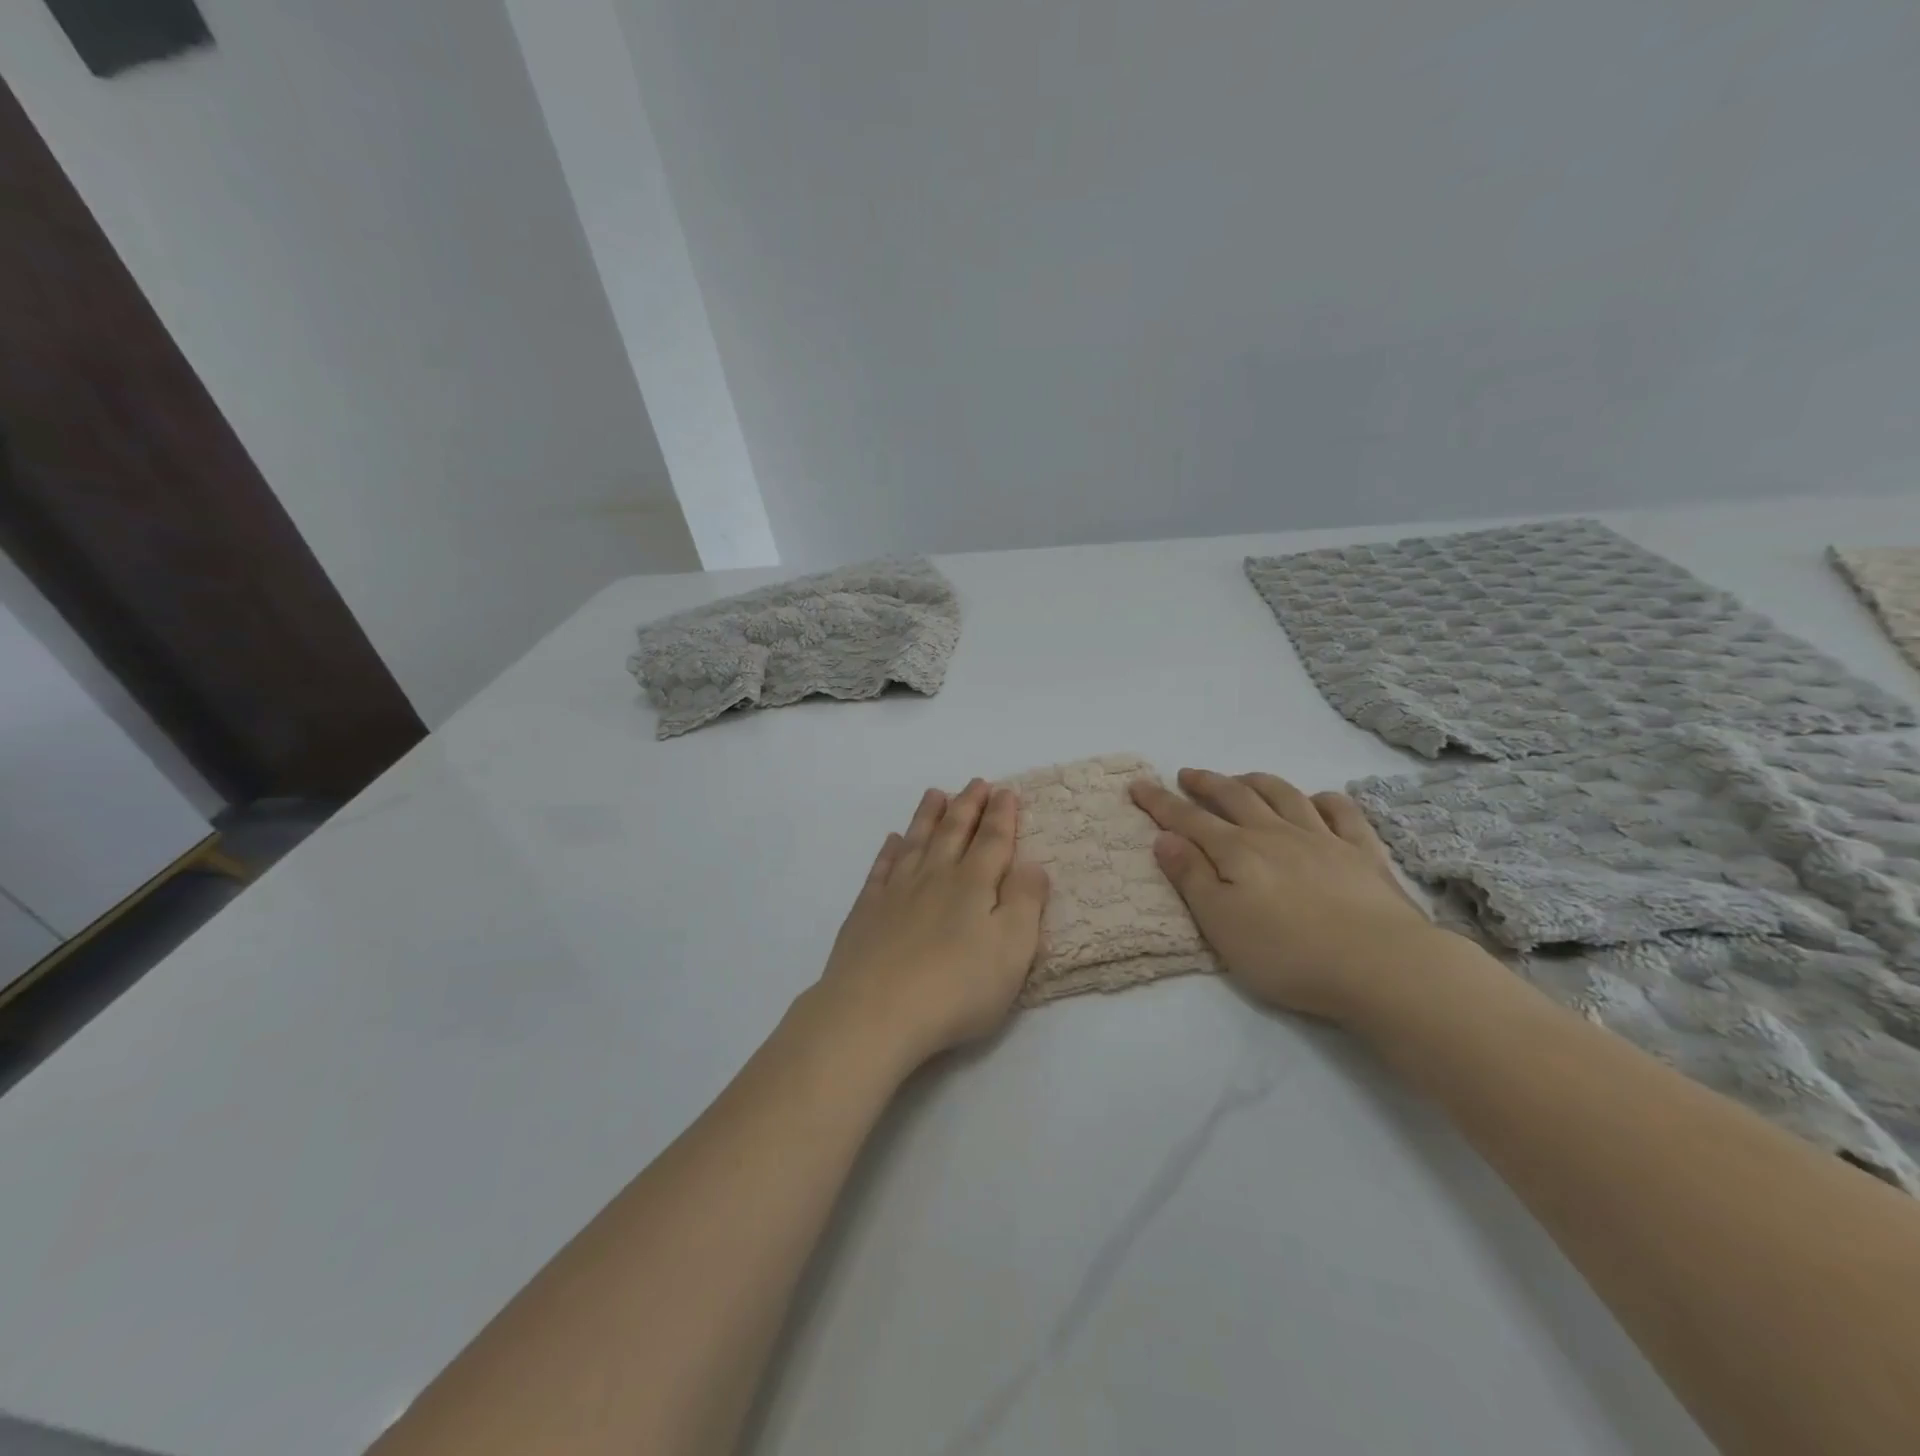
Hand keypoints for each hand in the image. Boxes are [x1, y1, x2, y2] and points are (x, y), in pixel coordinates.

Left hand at [812, 779, 1049, 1070]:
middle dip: (968, 805)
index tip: (1006, 791)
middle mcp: (935, 877)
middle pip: (954, 832)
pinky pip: (881, 868)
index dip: (1002, 815)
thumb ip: (1025, 902)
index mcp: (974, 884)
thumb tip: (1032, 864)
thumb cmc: (956, 987)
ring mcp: (896, 891)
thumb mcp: (1012, 950)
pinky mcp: (867, 910)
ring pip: (917, 841)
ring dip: (929, 816)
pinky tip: (893, 840)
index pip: (992, 841)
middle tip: (976, 782)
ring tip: (936, 794)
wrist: (875, 1011)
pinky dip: (890, 851)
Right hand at [1129, 768, 1437, 1023]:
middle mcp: (1275, 834)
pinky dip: (1323, 800)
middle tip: (1186, 774)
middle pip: (1234, 797)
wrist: (1381, 966)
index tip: (1138, 785)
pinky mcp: (1363, 853)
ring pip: (1284, 796)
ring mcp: (1323, 839)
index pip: (1189, 820)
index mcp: (1238, 852)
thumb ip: (1192, 878)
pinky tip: (1316, 800)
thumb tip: (1164, 838)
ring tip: (1241, 778)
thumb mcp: (1221, 924)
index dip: (1160, 802)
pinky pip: (1341, 813)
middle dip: (1206, 783)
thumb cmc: (1289, 954)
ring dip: (1257, 782)